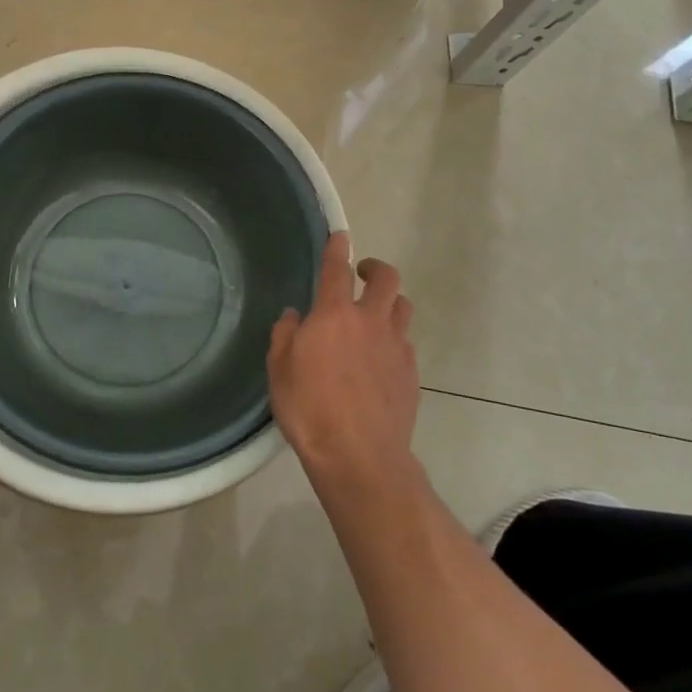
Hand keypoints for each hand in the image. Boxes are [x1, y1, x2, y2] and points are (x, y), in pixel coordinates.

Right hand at [268, 232, 418, 498]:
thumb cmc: (310, 409)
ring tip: (375, 315)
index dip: (338, 248)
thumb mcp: (279, 370)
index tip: (340, 235)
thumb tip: (293, 316)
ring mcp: (396, 347)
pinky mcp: (411, 374)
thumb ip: (285, 336)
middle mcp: (370, 321)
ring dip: (390, 303)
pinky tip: (381, 359)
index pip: (336, 269)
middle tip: (363, 274)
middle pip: (386, 279)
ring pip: (403, 308)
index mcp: (334, 315)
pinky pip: (406, 344)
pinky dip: (394, 341)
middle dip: (376, 268)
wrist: (359, 455)